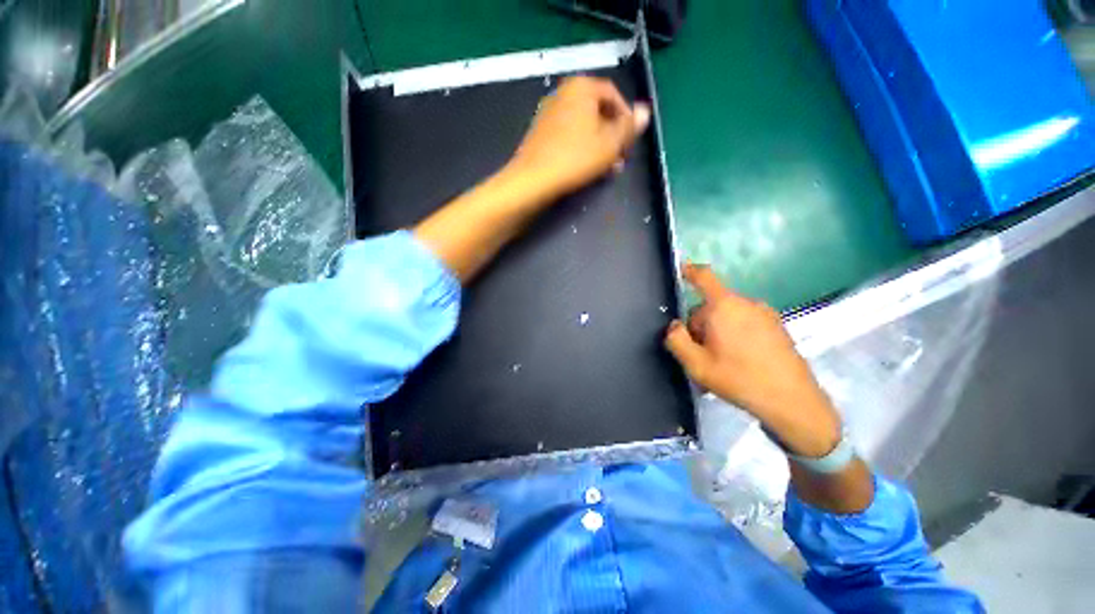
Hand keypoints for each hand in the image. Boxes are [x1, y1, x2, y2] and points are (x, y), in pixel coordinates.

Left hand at [506, 76, 650, 199]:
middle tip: (620, 157)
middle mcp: (564, 93)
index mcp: (582, 87)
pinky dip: (581, 146)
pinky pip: (568, 134)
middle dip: (612, 135)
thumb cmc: (575, 158)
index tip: (631, 140)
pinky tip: (586, 166)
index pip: (613, 95)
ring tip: (606, 167)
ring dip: (599, 144)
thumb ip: (629, 127)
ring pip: (583, 125)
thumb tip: (645, 111)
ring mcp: (549, 113)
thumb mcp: (610, 143)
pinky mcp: (540, 132)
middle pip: (597, 111)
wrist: (534, 179)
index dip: (626, 117)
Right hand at [664, 263, 842, 457]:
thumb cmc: (738, 378)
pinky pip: (745, 322)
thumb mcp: (696, 364)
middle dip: (700, 324)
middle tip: (700, 352)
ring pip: (728, 315)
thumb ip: (676, 340)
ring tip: (719, 360)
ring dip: (717, 331)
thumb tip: (674, 325)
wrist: (792, 400)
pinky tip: (738, 361)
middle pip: (711, 305)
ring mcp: (764, 314)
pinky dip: (735, 334)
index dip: (690, 271)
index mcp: (724, 307)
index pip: (704, 278)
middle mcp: (746, 303)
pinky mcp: (776, 327)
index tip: (681, 268)